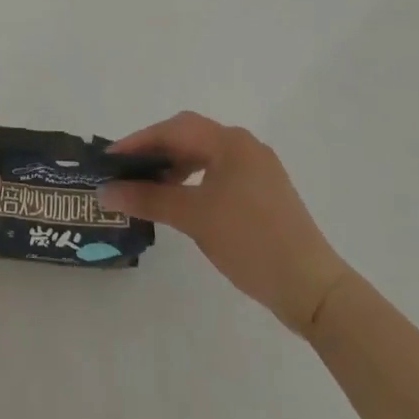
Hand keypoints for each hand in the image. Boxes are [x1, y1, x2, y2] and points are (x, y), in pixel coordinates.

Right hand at [101, 111, 351, 335]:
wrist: (313, 289)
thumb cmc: (251, 242)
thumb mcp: (194, 218)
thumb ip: (148, 199)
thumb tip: (105, 191)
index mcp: (231, 142)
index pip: (174, 129)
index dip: (139, 141)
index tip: (110, 159)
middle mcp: (245, 146)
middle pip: (189, 136)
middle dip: (155, 151)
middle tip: (125, 170)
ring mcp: (258, 170)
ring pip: (204, 155)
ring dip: (174, 166)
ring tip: (148, 186)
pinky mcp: (264, 193)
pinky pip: (218, 173)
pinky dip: (193, 180)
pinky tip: (180, 200)